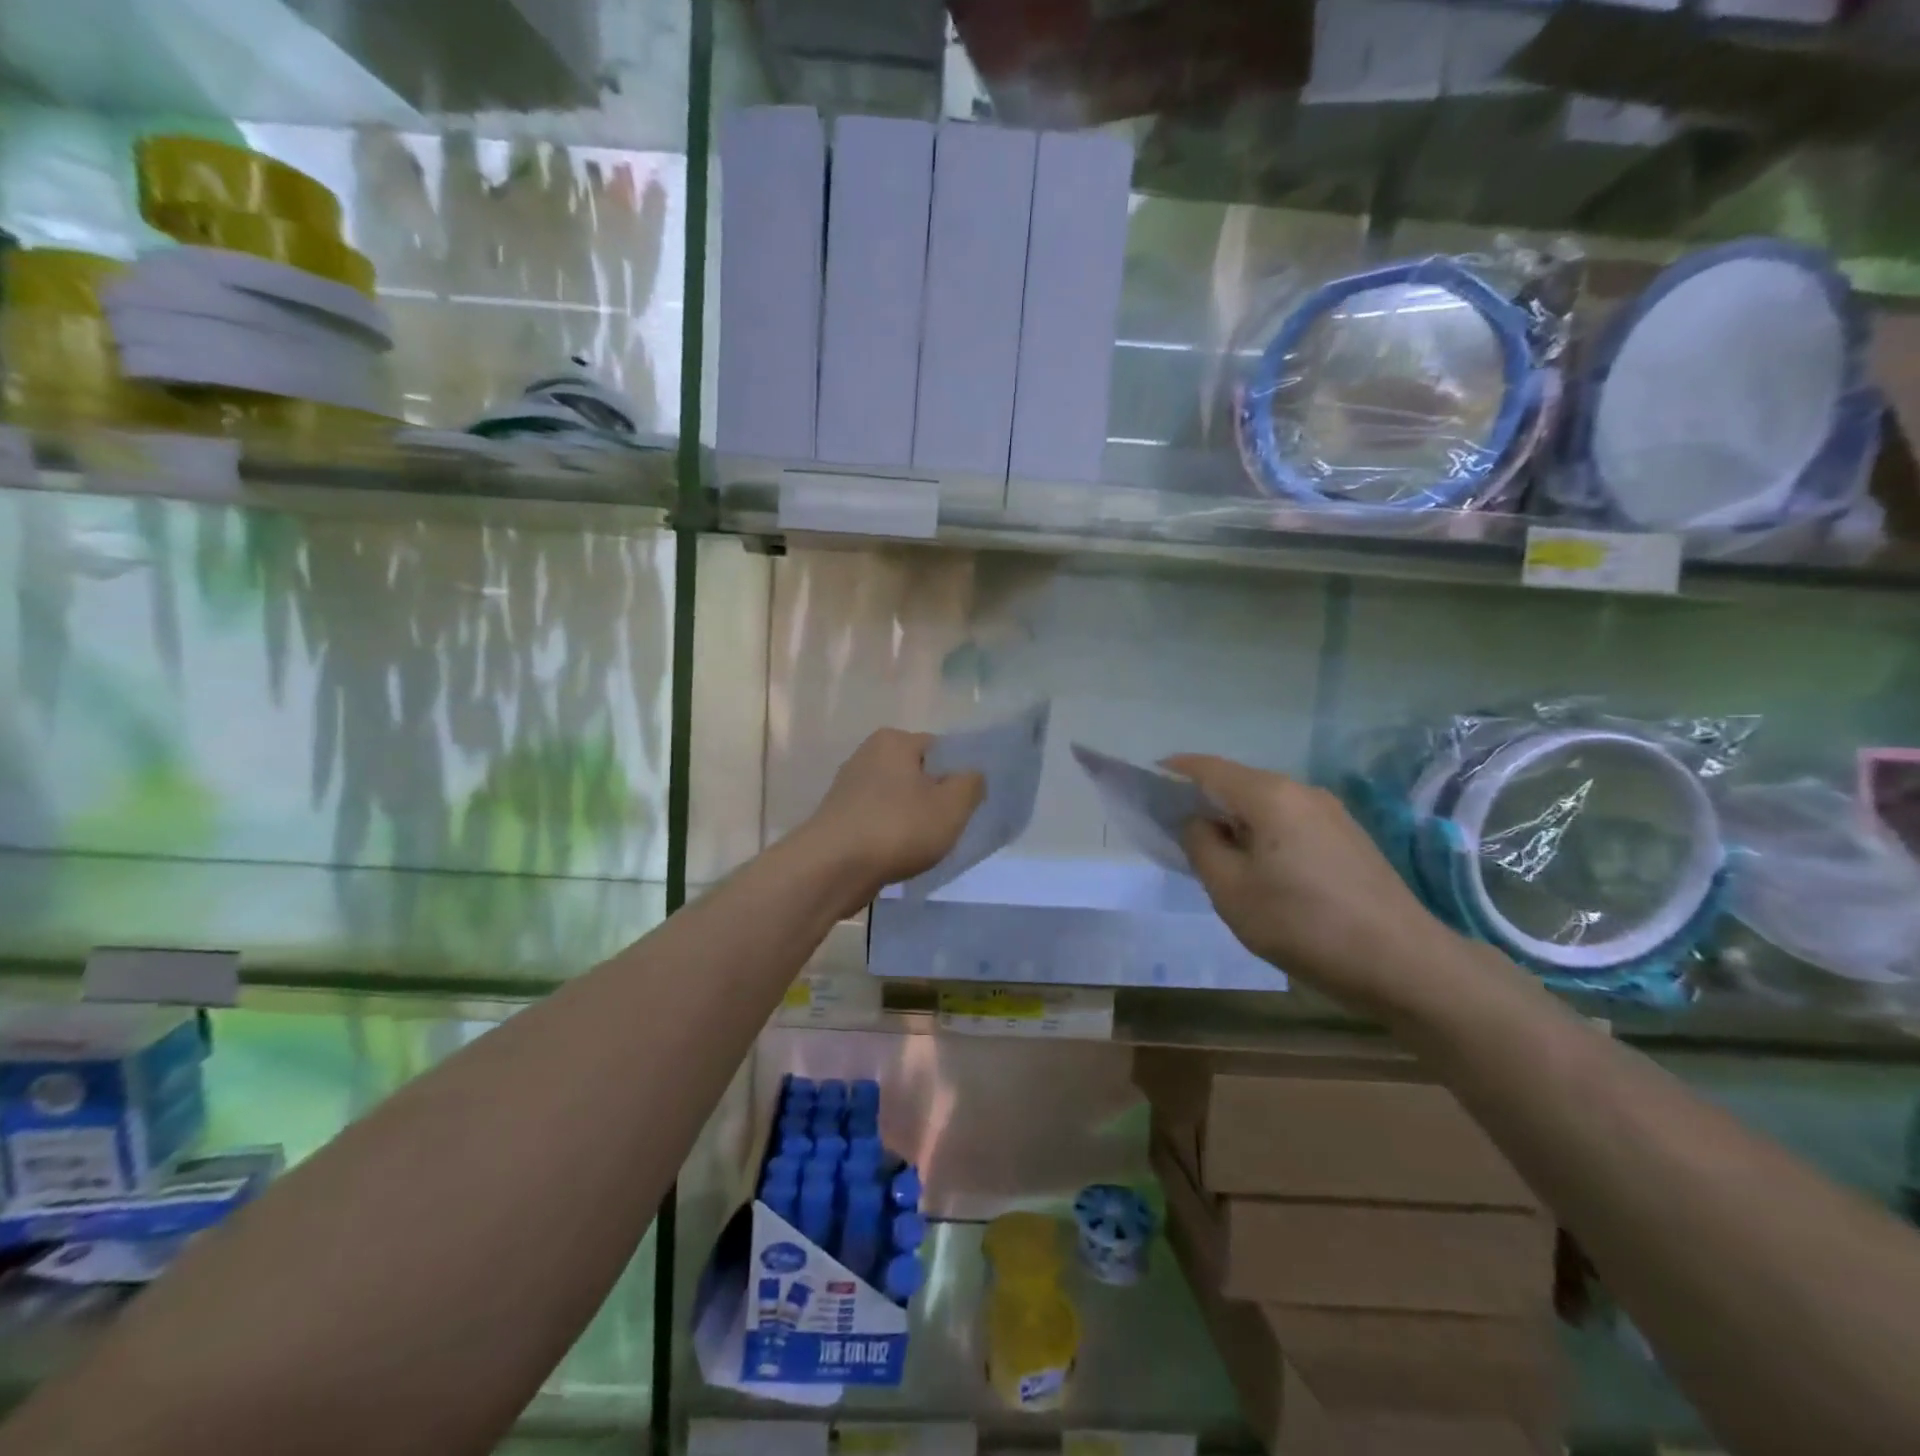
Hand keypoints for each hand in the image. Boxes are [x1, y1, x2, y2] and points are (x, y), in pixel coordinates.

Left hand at [801, 729, 984, 906]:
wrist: (832, 868)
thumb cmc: (897, 828)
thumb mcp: (952, 805)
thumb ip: (971, 784)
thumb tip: (971, 775)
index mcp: (894, 741)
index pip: (940, 749)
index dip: (958, 776)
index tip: (966, 805)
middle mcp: (867, 755)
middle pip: (918, 774)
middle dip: (935, 798)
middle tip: (950, 827)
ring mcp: (848, 787)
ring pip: (898, 799)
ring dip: (913, 820)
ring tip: (924, 847)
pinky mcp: (839, 817)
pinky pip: (878, 820)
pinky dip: (891, 834)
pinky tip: (899, 856)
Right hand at [1165, 754, 1452, 1012]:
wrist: (1404, 964)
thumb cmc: (1304, 925)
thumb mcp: (1231, 891)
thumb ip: (1201, 846)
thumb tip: (1197, 822)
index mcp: (1269, 795)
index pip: (1206, 767)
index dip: (1169, 773)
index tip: (1143, 790)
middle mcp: (1301, 791)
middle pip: (1236, 783)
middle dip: (1201, 802)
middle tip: (1175, 835)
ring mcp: (1330, 813)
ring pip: (1264, 805)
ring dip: (1233, 822)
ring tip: (1216, 859)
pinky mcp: (1348, 837)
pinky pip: (1289, 822)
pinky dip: (1262, 834)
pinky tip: (1261, 871)